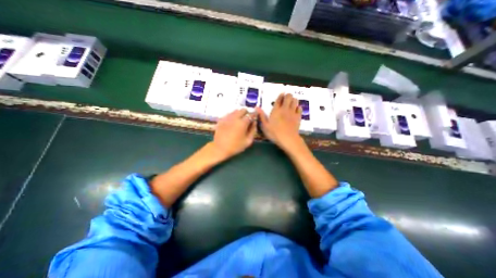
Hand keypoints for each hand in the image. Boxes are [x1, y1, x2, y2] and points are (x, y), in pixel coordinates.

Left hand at [209, 109, 257, 159]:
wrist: (220, 148)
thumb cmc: (235, 146)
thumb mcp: (248, 141)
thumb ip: (253, 130)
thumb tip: (254, 122)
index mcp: (242, 123)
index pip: (251, 114)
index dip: (254, 114)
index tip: (255, 116)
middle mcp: (235, 118)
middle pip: (243, 110)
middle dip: (246, 113)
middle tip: (247, 119)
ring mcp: (227, 118)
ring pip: (235, 111)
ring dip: (239, 114)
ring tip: (239, 121)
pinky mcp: (221, 119)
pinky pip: (229, 114)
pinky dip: (232, 116)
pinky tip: (232, 123)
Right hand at [257, 93, 303, 151]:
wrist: (288, 139)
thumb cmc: (274, 133)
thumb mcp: (265, 126)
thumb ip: (261, 116)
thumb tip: (257, 107)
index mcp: (276, 110)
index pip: (279, 99)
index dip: (280, 95)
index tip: (281, 94)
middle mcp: (285, 109)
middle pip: (289, 97)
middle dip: (288, 95)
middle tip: (286, 98)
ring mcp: (292, 112)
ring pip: (295, 101)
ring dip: (293, 100)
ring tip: (291, 102)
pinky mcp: (298, 117)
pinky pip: (300, 108)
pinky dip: (298, 107)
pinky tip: (296, 109)